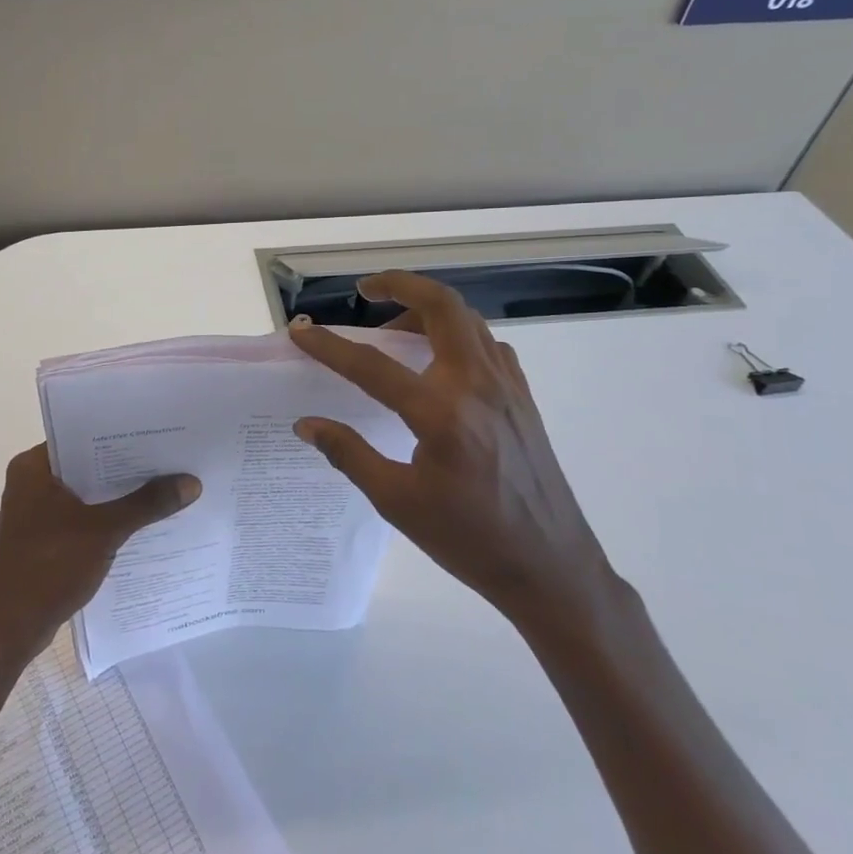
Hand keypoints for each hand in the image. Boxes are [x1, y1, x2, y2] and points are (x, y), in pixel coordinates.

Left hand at [0, 445, 201, 665]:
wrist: (11, 628)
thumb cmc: (50, 567)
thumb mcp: (104, 531)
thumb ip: (146, 504)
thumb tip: (191, 482)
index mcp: (32, 467)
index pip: (81, 436)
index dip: (120, 435)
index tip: (157, 434)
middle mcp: (30, 482)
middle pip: (86, 465)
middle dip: (125, 467)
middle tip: (169, 459)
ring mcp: (34, 512)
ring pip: (85, 493)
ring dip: (117, 495)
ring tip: (162, 487)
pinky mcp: (42, 538)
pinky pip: (80, 517)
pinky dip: (105, 518)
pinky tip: (139, 523)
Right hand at [288, 272, 620, 635]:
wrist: (551, 568)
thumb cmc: (469, 540)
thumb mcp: (397, 502)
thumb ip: (349, 454)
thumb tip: (307, 424)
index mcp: (441, 414)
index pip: (372, 365)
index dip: (330, 347)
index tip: (301, 333)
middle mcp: (477, 386)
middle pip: (441, 307)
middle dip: (400, 285)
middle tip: (366, 290)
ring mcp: (507, 387)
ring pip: (468, 320)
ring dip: (428, 309)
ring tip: (395, 331)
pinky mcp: (524, 399)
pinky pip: (488, 345)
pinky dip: (459, 334)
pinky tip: (441, 363)